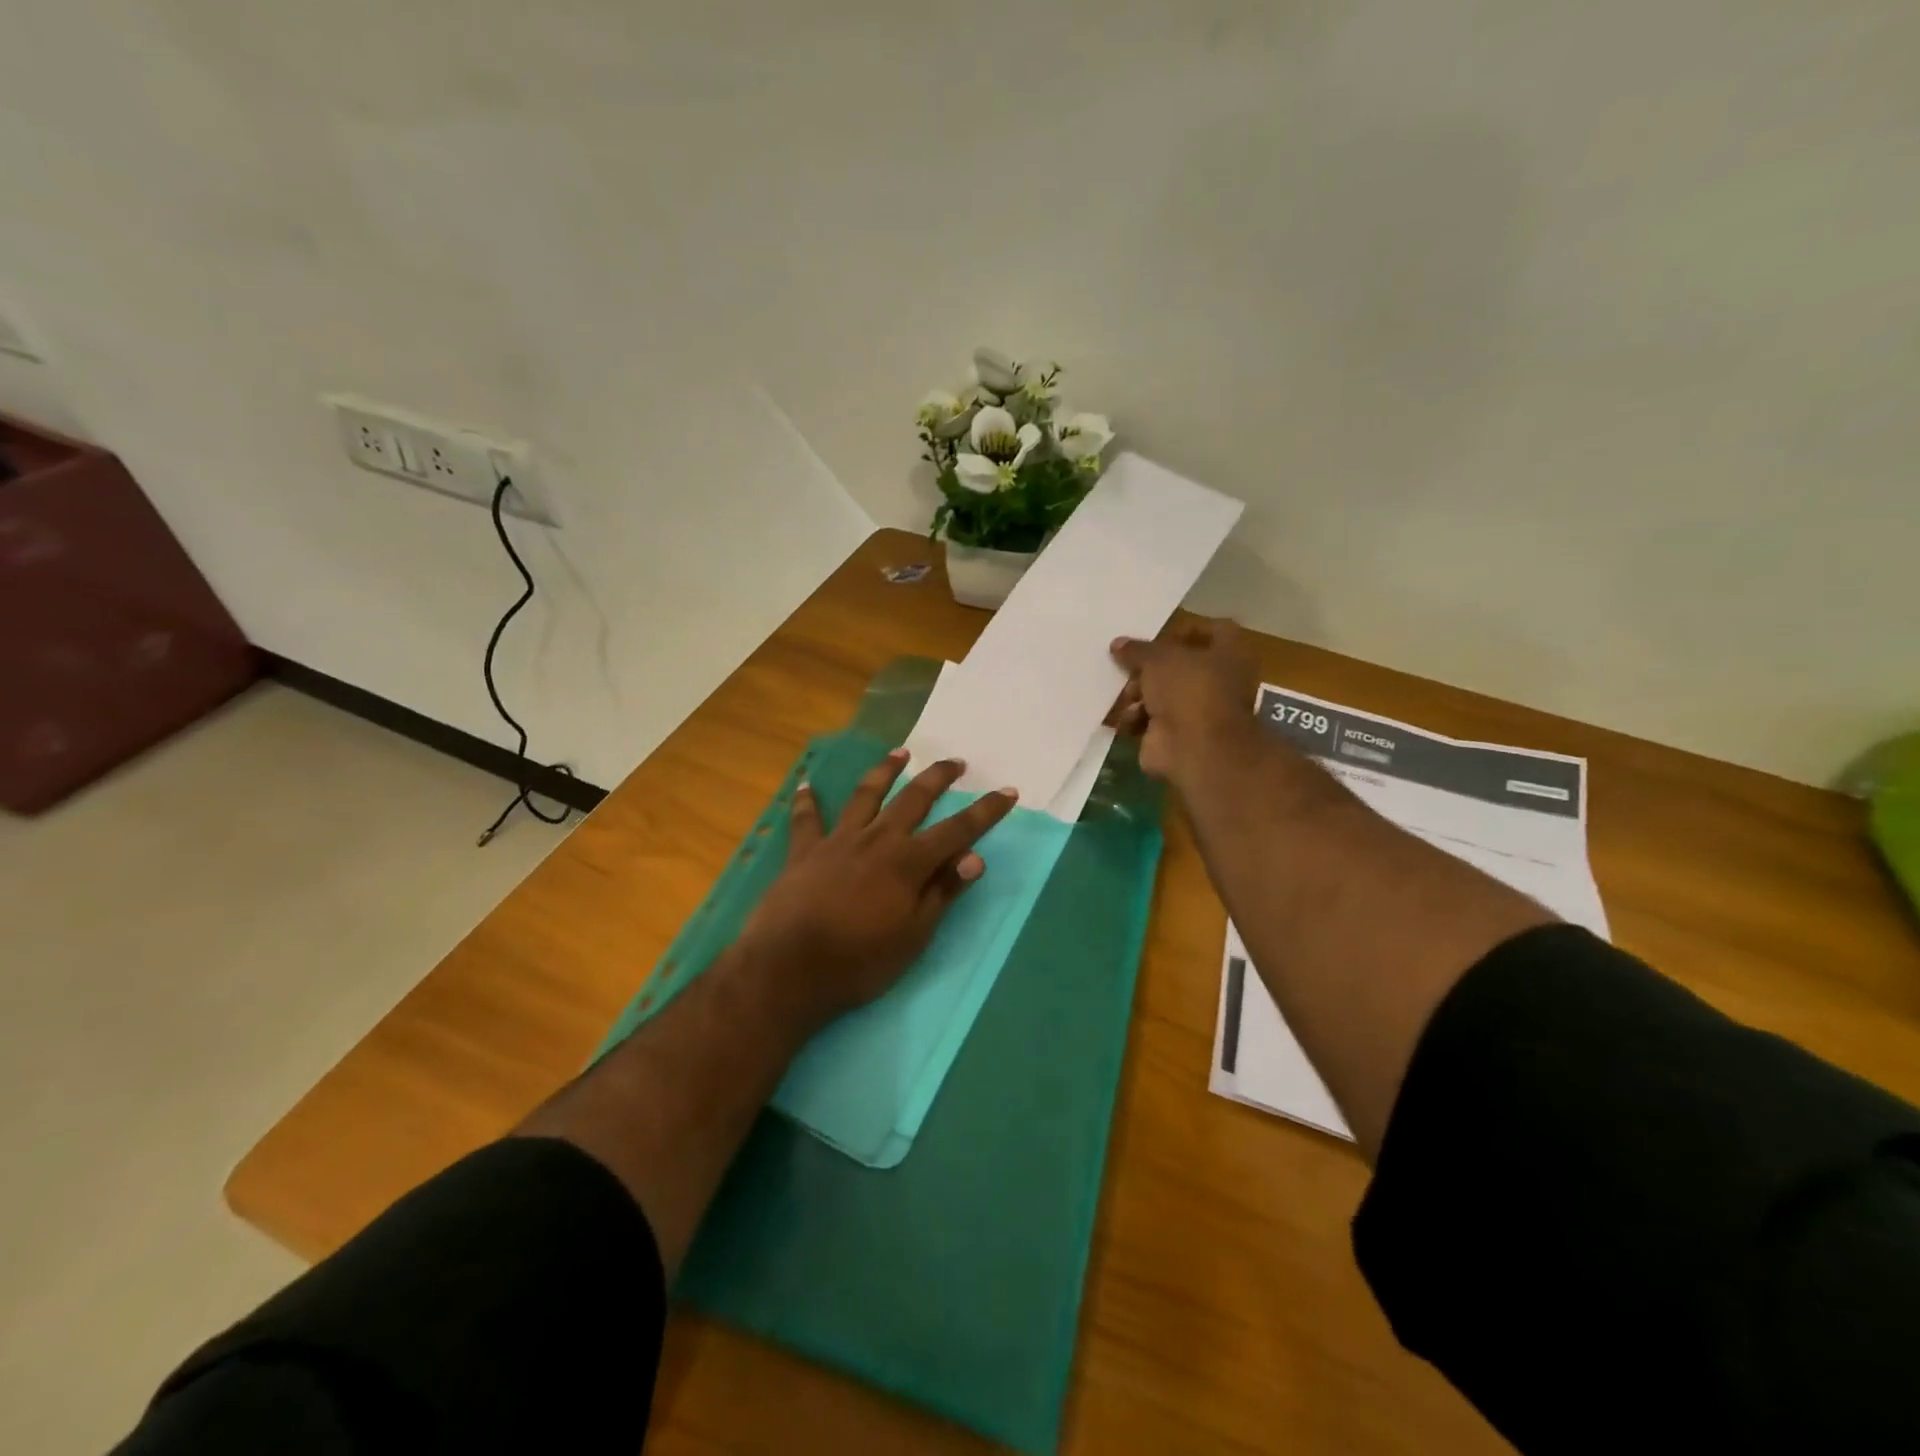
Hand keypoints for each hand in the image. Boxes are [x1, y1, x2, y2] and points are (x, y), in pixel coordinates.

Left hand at [738, 749, 1017, 1027]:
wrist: (789, 968)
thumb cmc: (860, 960)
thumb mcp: (914, 936)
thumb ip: (942, 892)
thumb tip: (975, 857)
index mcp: (908, 862)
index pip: (958, 830)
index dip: (985, 812)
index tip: (1008, 791)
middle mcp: (877, 840)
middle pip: (913, 799)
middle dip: (938, 778)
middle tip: (955, 761)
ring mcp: (838, 841)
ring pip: (866, 796)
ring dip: (884, 772)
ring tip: (900, 753)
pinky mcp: (804, 852)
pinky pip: (807, 819)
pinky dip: (807, 801)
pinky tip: (807, 785)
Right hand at [1111, 619, 1258, 781]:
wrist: (1195, 749)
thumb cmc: (1188, 690)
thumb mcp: (1158, 659)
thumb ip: (1138, 650)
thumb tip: (1118, 644)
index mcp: (1227, 655)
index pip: (1214, 631)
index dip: (1186, 630)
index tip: (1157, 635)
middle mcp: (1215, 682)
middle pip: (1178, 666)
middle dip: (1148, 668)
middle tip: (1126, 666)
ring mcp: (1196, 712)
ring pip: (1160, 694)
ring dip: (1137, 694)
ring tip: (1124, 695)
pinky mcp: (1175, 736)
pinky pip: (1148, 720)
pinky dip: (1134, 719)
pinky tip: (1123, 718)